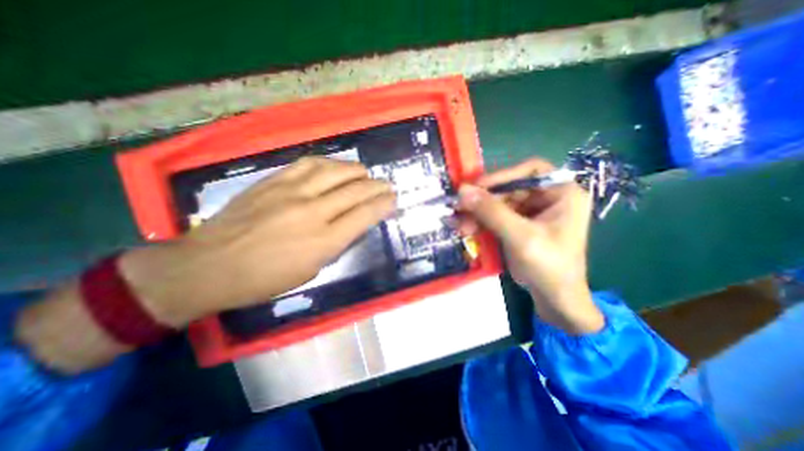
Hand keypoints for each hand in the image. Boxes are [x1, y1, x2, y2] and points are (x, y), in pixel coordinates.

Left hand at [120, 157, 394, 326]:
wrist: (207, 266)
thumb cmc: (263, 279)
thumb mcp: (310, 271)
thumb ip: (335, 245)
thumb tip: (352, 225)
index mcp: (324, 241)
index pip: (364, 215)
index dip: (383, 205)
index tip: (393, 200)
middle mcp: (313, 212)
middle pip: (355, 191)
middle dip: (377, 187)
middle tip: (386, 185)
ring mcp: (292, 192)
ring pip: (335, 172)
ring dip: (356, 171)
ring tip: (365, 173)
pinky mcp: (274, 181)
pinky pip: (309, 164)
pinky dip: (329, 163)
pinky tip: (336, 167)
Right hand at [459, 159, 601, 334]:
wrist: (554, 299)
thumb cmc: (549, 267)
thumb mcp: (520, 237)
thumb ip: (492, 212)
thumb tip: (462, 191)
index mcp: (562, 193)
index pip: (530, 171)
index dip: (502, 175)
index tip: (476, 187)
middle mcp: (547, 197)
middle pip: (509, 188)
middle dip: (483, 201)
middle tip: (459, 209)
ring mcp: (530, 212)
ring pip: (497, 203)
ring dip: (477, 213)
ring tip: (460, 226)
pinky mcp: (517, 224)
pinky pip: (494, 216)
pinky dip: (479, 222)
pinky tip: (465, 229)